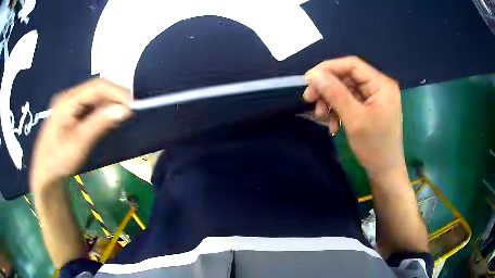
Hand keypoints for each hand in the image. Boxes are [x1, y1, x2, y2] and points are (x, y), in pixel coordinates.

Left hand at [30, 79, 131, 192]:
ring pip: (95, 95)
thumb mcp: (79, 143)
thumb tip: (125, 110)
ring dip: (109, 103)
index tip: (132, 106)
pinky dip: (102, 109)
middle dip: (114, 96)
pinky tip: (107, 118)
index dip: (117, 92)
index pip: (97, 87)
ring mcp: (69, 103)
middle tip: (129, 111)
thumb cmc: (59, 160)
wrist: (45, 171)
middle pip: (96, 88)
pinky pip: (90, 104)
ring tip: (121, 115)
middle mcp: (69, 96)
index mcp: (67, 101)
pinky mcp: (71, 110)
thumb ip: (100, 124)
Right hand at [303, 56, 403, 177]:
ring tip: (320, 117)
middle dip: (327, 88)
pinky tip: (332, 125)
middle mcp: (379, 87)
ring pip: (346, 90)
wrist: (386, 173)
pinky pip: (350, 103)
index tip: (309, 80)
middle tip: (309, 100)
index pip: (352, 65)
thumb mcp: (354, 118)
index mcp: (381, 84)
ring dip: (330, 102)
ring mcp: (375, 98)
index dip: (328, 68)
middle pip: (347, 78)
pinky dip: (338, 111)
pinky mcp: (370, 109)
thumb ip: (334, 93)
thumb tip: (313, 75)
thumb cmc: (374, 147)